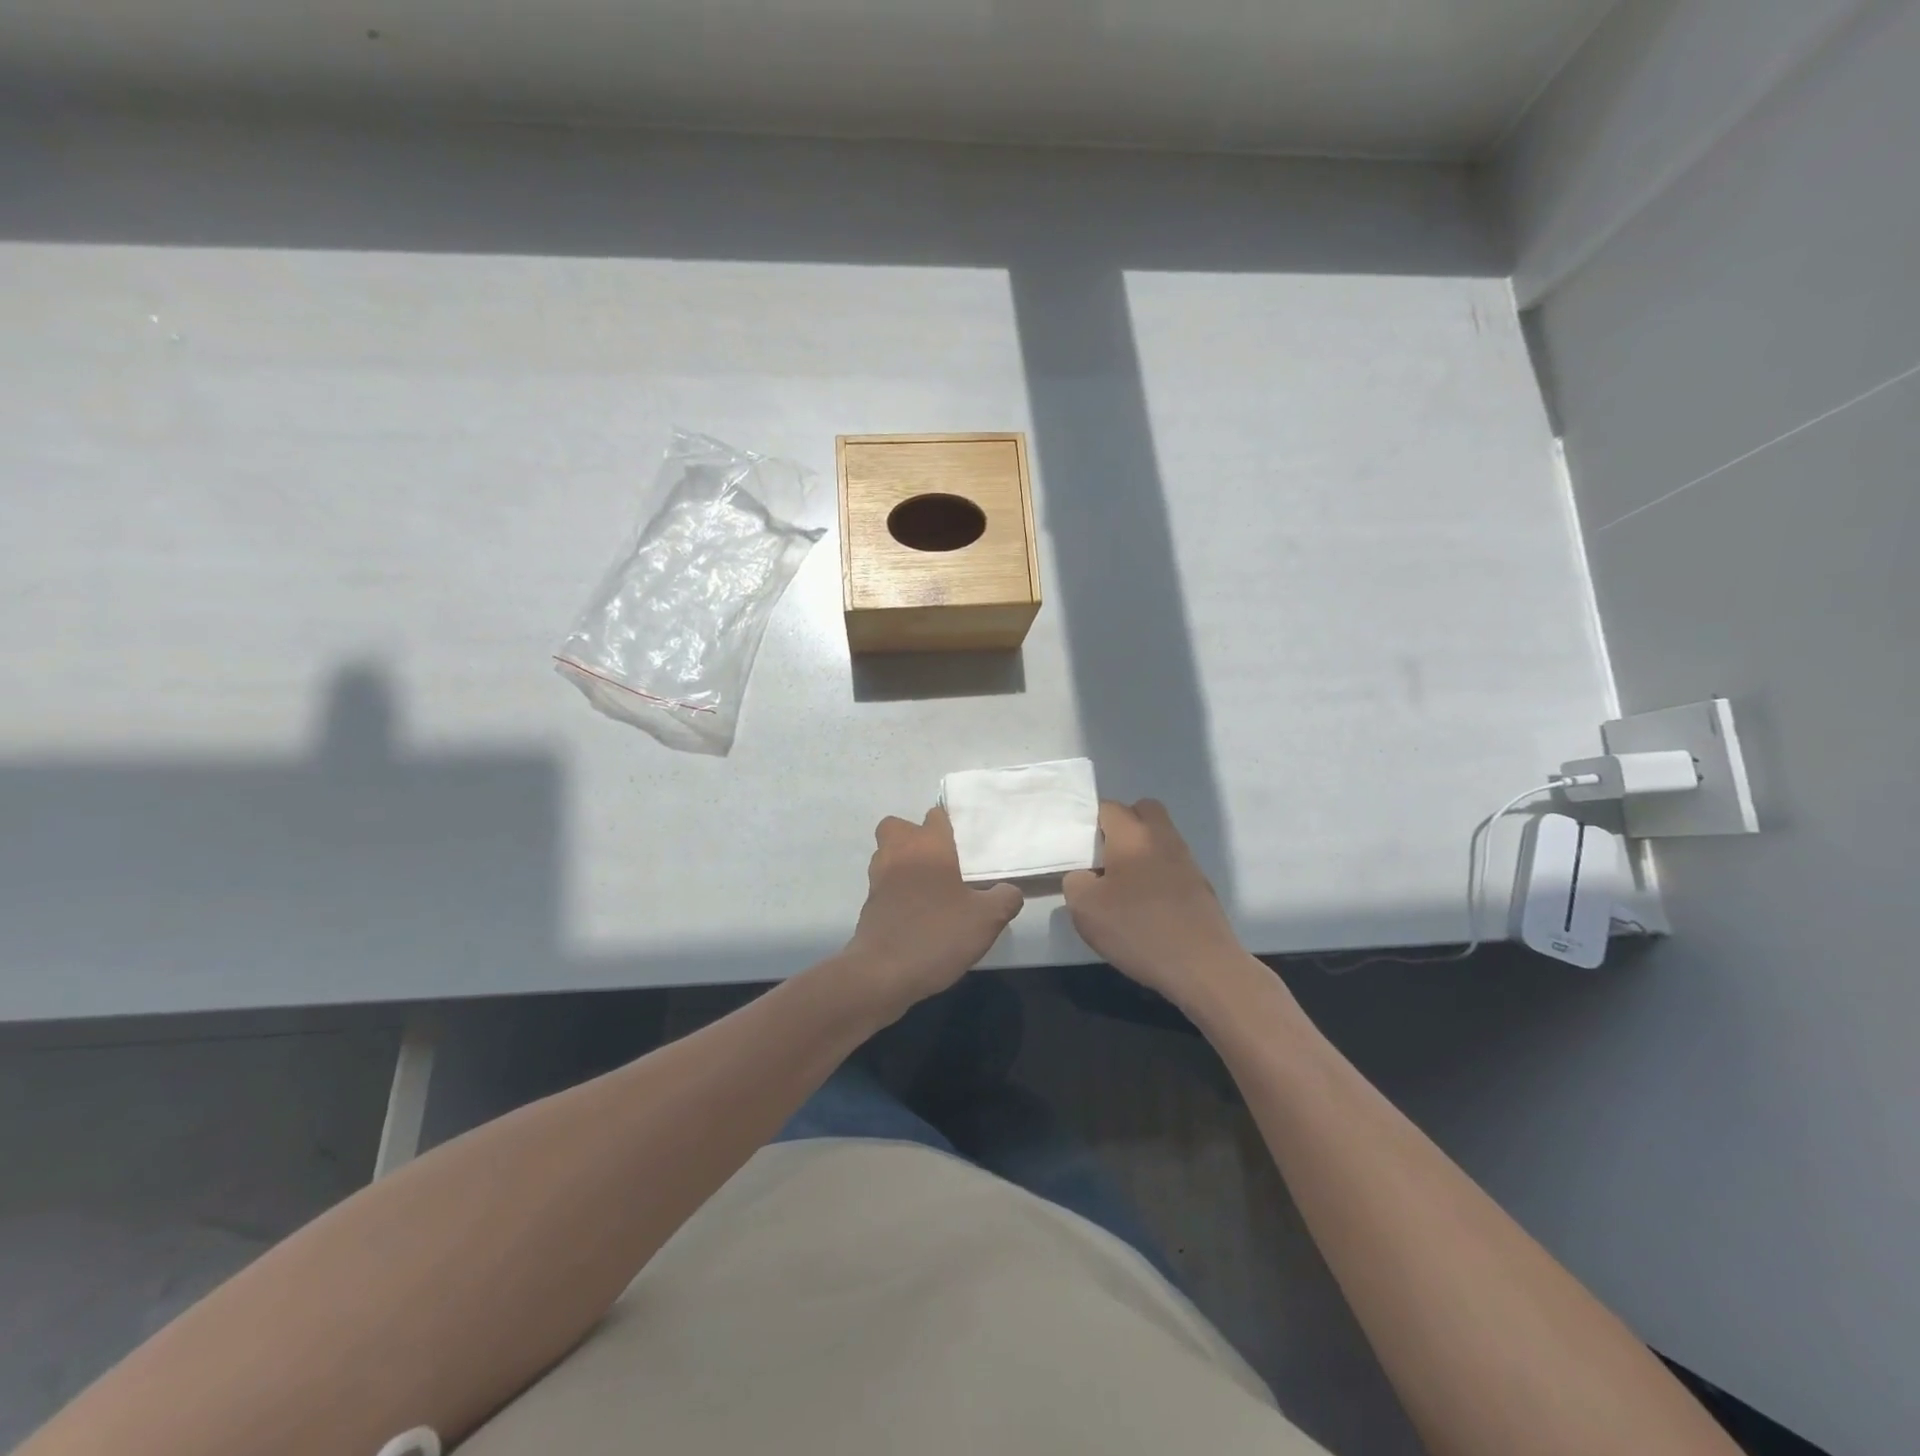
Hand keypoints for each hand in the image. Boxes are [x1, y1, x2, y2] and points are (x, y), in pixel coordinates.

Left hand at [842, 807, 1022, 1019]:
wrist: (882, 973)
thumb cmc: (937, 934)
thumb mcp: (987, 919)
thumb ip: (1005, 898)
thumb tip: (1009, 890)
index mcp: (928, 846)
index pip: (935, 816)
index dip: (949, 824)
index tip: (965, 842)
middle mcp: (898, 853)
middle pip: (898, 827)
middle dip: (915, 836)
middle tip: (940, 860)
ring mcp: (878, 878)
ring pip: (887, 853)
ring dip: (903, 862)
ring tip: (931, 886)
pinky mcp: (868, 904)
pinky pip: (884, 884)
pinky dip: (897, 890)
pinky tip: (918, 911)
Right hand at [1064, 800, 1253, 1011]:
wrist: (1202, 965)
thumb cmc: (1137, 929)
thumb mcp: (1084, 908)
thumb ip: (1075, 881)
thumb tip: (1085, 876)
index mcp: (1132, 834)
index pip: (1108, 807)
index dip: (1089, 822)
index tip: (1079, 849)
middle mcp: (1162, 837)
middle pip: (1142, 811)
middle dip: (1122, 825)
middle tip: (1104, 858)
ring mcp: (1186, 860)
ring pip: (1159, 837)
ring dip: (1140, 850)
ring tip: (1123, 886)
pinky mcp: (1200, 884)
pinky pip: (1171, 863)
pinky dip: (1157, 873)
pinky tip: (1146, 905)